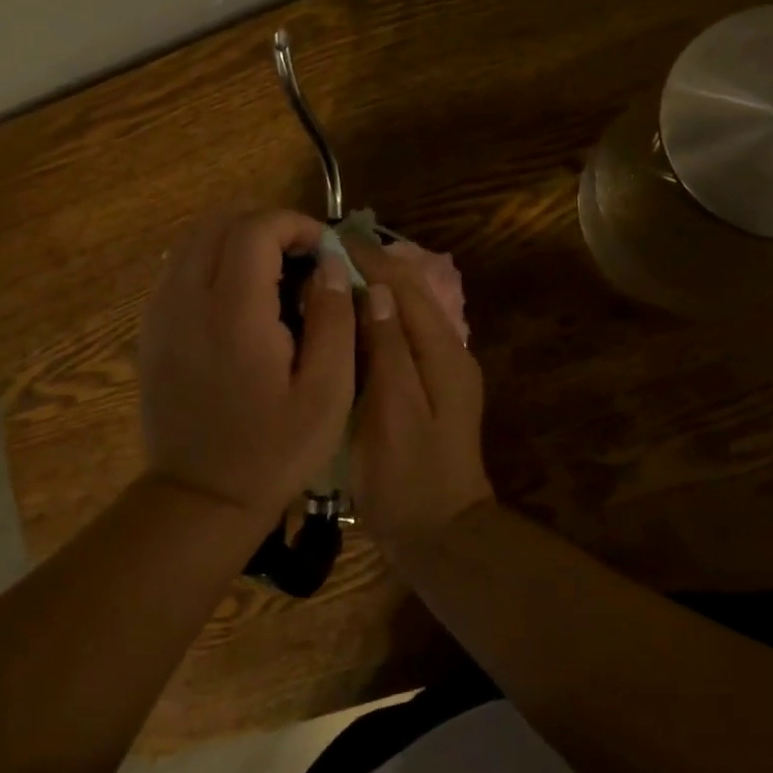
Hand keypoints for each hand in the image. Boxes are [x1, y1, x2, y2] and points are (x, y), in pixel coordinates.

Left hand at [138, 209, 355, 526]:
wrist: (200, 498)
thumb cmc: (274, 450)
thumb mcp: (328, 392)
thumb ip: (334, 318)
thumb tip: (329, 264)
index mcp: (234, 313)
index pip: (255, 230)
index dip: (295, 225)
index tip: (324, 248)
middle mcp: (188, 300)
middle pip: (220, 223)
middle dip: (267, 226)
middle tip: (302, 257)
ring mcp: (161, 312)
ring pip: (194, 240)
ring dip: (237, 239)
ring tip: (273, 271)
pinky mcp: (151, 328)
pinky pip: (179, 267)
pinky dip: (212, 260)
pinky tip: (239, 295)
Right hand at [344, 238, 494, 549]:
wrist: (439, 534)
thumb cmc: (409, 477)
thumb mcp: (394, 412)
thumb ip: (388, 349)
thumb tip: (377, 290)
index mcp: (442, 352)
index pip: (406, 287)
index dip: (372, 259)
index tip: (333, 238)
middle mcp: (447, 351)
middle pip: (409, 294)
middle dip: (371, 268)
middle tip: (324, 252)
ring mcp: (439, 369)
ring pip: (404, 312)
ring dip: (371, 289)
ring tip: (329, 276)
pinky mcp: (426, 385)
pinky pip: (399, 336)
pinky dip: (373, 318)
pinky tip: (345, 320)